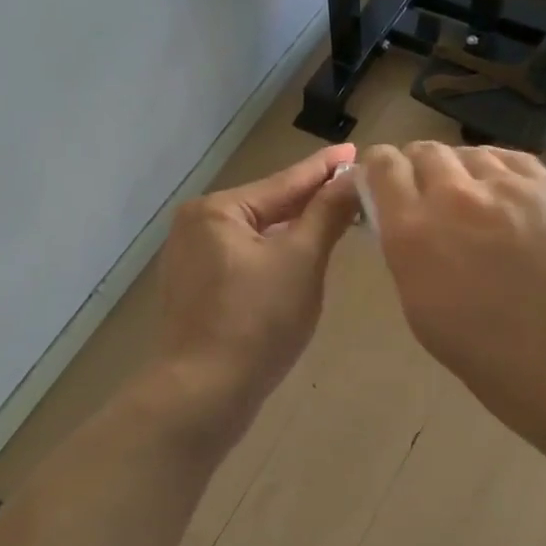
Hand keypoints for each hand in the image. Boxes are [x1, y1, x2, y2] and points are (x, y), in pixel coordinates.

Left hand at [153, 144, 359, 416]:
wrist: (202, 394)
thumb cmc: (256, 321)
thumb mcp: (301, 261)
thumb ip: (326, 214)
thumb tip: (353, 176)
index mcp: (217, 210)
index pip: (284, 182)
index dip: (324, 169)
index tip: (355, 150)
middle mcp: (196, 226)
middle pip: (268, 207)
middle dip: (310, 201)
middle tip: (354, 189)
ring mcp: (191, 260)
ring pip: (256, 236)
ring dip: (294, 231)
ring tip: (334, 219)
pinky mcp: (195, 291)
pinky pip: (244, 260)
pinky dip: (273, 257)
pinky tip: (298, 259)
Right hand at [357, 141, 545, 464]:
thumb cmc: (498, 363)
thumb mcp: (425, 315)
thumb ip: (409, 256)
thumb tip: (406, 227)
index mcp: (415, 233)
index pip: (382, 166)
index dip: (376, 172)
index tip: (380, 188)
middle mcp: (456, 197)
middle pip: (424, 151)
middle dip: (416, 170)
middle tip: (425, 198)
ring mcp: (509, 186)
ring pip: (468, 152)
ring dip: (458, 171)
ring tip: (469, 200)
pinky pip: (509, 159)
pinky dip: (495, 171)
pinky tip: (504, 196)